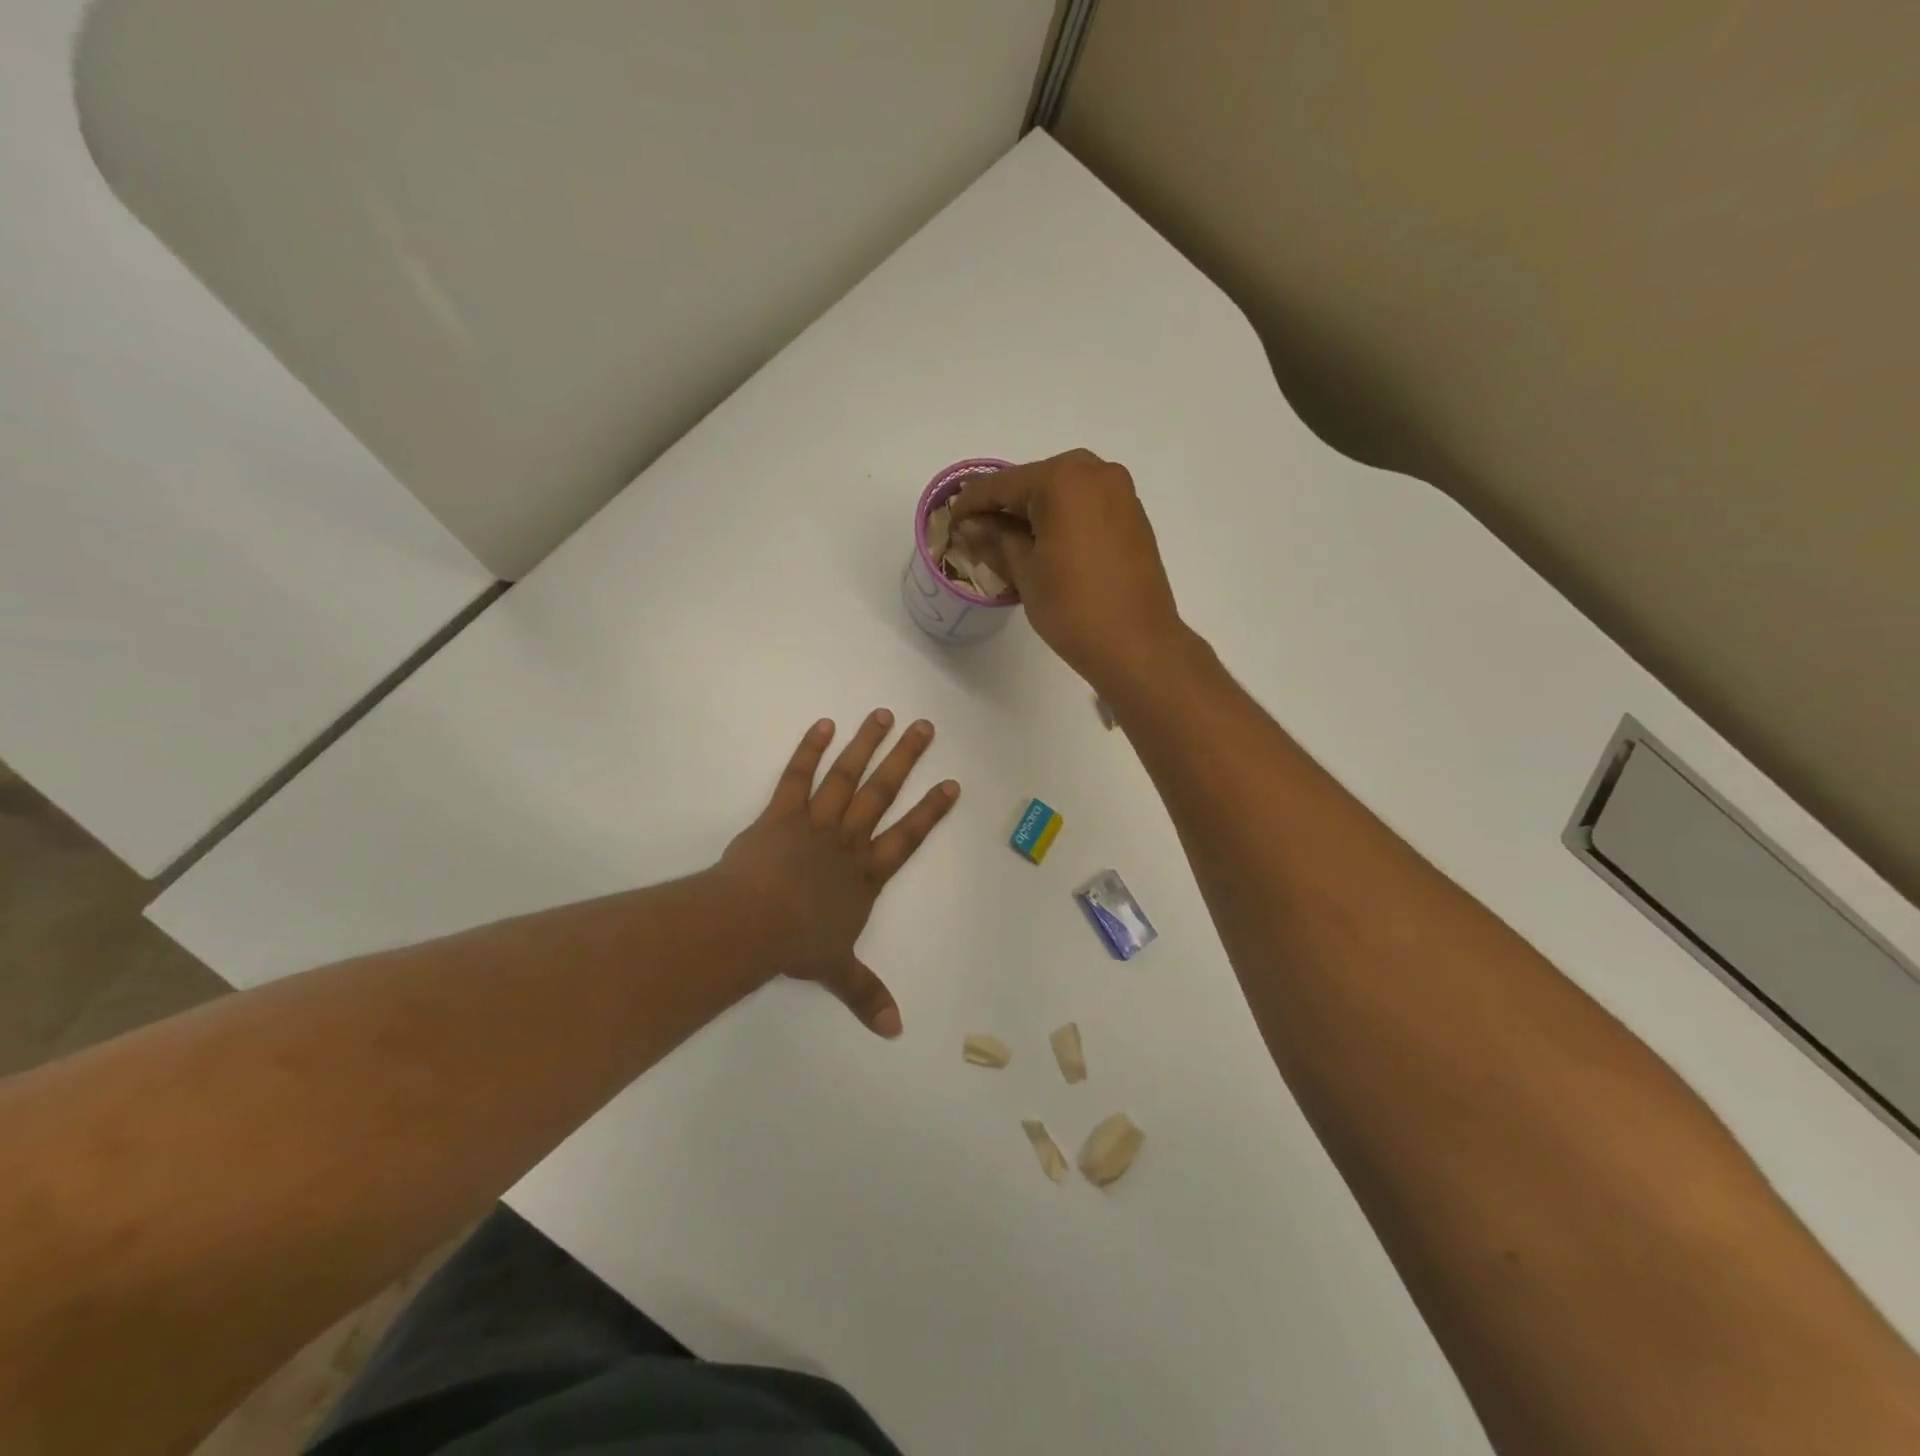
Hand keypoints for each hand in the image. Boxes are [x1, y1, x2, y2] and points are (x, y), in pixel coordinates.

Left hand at [717, 711, 958, 1036]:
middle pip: (882, 794)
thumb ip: (866, 994)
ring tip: (882, 715)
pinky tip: (822, 725)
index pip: (907, 837)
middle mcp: (846, 842)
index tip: (950, 783)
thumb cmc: (798, 944)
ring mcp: (814, 823)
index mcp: (865, 875)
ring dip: (864, 745)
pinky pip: (796, 778)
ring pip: (845, 778)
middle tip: (924, 726)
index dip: (930, 811)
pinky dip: (808, 751)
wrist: (753, 923)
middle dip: (904, 759)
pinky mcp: (780, 815)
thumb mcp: (837, 970)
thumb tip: (896, 1032)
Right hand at [947, 449, 1184, 691]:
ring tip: (1007, 541)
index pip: (1002, 484)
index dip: (971, 503)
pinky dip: (1061, 519)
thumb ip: (996, 539)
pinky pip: (1086, 506)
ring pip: (1062, 492)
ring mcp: (1120, 493)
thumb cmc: (1073, 607)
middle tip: (977, 531)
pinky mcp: (1133, 516)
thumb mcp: (1024, 572)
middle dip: (1004, 505)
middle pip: (1035, 482)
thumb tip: (972, 526)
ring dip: (1033, 512)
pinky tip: (1044, 544)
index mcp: (1063, 479)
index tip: (950, 521)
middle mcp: (1096, 472)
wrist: (1137, 644)